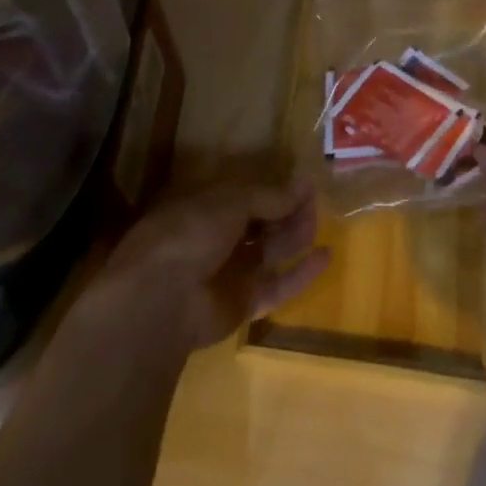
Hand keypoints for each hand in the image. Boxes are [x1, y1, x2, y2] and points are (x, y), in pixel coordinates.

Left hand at [92, 178, 330, 352]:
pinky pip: (275, 285)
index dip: (272, 187)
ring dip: (295, 235)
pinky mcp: (241, 305)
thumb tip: (303, 184)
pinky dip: (299, 273)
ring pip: (269, 250)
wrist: (160, 301)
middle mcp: (214, 237)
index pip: (243, 193)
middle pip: (259, 221)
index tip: (302, 181)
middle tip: (316, 200)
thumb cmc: (189, 233)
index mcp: (202, 206)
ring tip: (321, 221)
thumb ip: (268, 196)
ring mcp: (227, 272)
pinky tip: (325, 257)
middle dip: (287, 210)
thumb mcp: (230, 201)